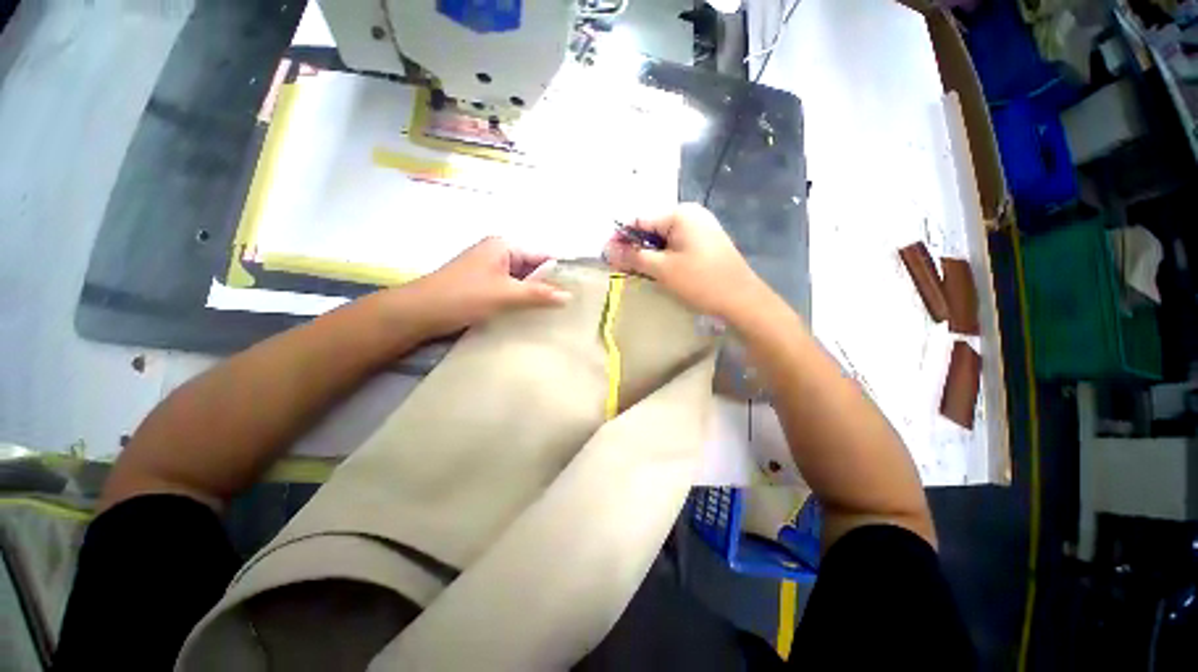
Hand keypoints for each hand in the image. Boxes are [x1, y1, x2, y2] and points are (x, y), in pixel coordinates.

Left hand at [403, 237, 569, 337]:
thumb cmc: (464, 296)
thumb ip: (538, 294)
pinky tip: (533, 313)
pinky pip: (510, 289)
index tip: (577, 289)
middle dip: (548, 284)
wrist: (419, 312)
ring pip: (521, 280)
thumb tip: (569, 296)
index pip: (541, 255)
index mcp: (503, 246)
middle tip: (569, 304)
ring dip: (534, 294)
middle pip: (532, 267)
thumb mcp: (505, 294)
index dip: (559, 271)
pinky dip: (521, 299)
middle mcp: (497, 253)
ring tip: (556, 311)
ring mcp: (489, 270)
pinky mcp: (483, 285)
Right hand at [604, 203, 764, 320]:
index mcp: (681, 213)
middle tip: (620, 267)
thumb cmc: (701, 281)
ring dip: (648, 254)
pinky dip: (663, 257)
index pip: (640, 219)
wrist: (742, 301)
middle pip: (651, 228)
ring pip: (662, 239)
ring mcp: (700, 229)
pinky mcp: (704, 244)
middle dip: (634, 247)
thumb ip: (634, 256)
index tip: (606, 256)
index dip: (620, 237)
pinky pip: (675, 246)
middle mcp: (691, 215)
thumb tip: (607, 249)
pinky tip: (657, 271)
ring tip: (636, 272)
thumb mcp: (663, 269)